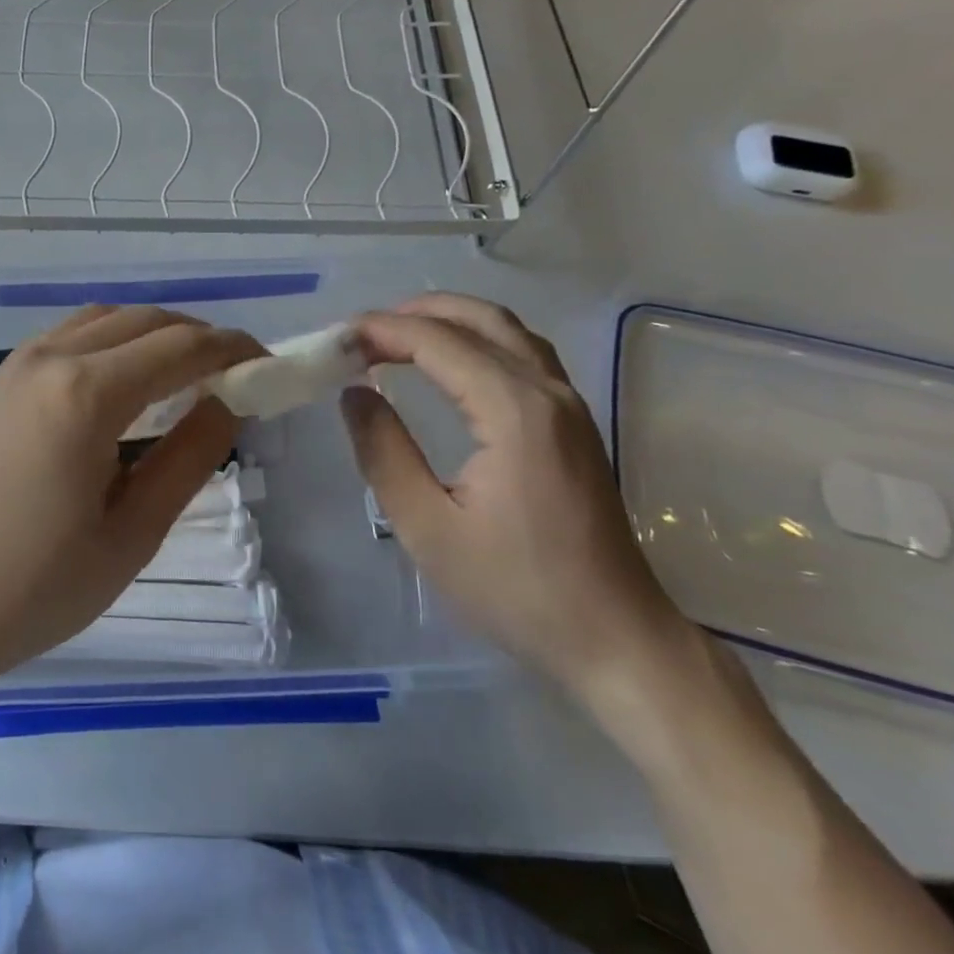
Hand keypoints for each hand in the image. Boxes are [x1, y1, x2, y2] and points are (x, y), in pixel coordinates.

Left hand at [0, 306, 262, 700]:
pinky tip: (119, 383)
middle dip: (197, 336)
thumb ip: (189, 457)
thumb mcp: (132, 533)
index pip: (181, 347)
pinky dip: (109, 341)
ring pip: (102, 320)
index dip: (233, 350)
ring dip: (151, 333)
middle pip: (143, 320)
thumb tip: (227, 403)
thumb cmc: (35, 587)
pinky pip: (66, 337)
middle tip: (232, 373)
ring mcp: (14, 365)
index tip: (268, 364)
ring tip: (182, 374)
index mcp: (86, 394)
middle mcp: (49, 359)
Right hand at [340, 294, 688, 698]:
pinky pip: (523, 353)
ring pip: (506, 329)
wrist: (617, 640)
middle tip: (361, 334)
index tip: (336, 340)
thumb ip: (384, 452)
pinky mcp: (575, 422)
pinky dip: (477, 339)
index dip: (382, 331)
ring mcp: (569, 405)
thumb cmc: (517, 589)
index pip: (437, 341)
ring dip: (448, 320)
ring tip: (396, 338)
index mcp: (513, 411)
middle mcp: (547, 391)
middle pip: (478, 318)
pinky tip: (449, 364)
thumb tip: (354, 393)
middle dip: (414, 313)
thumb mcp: (428, 528)